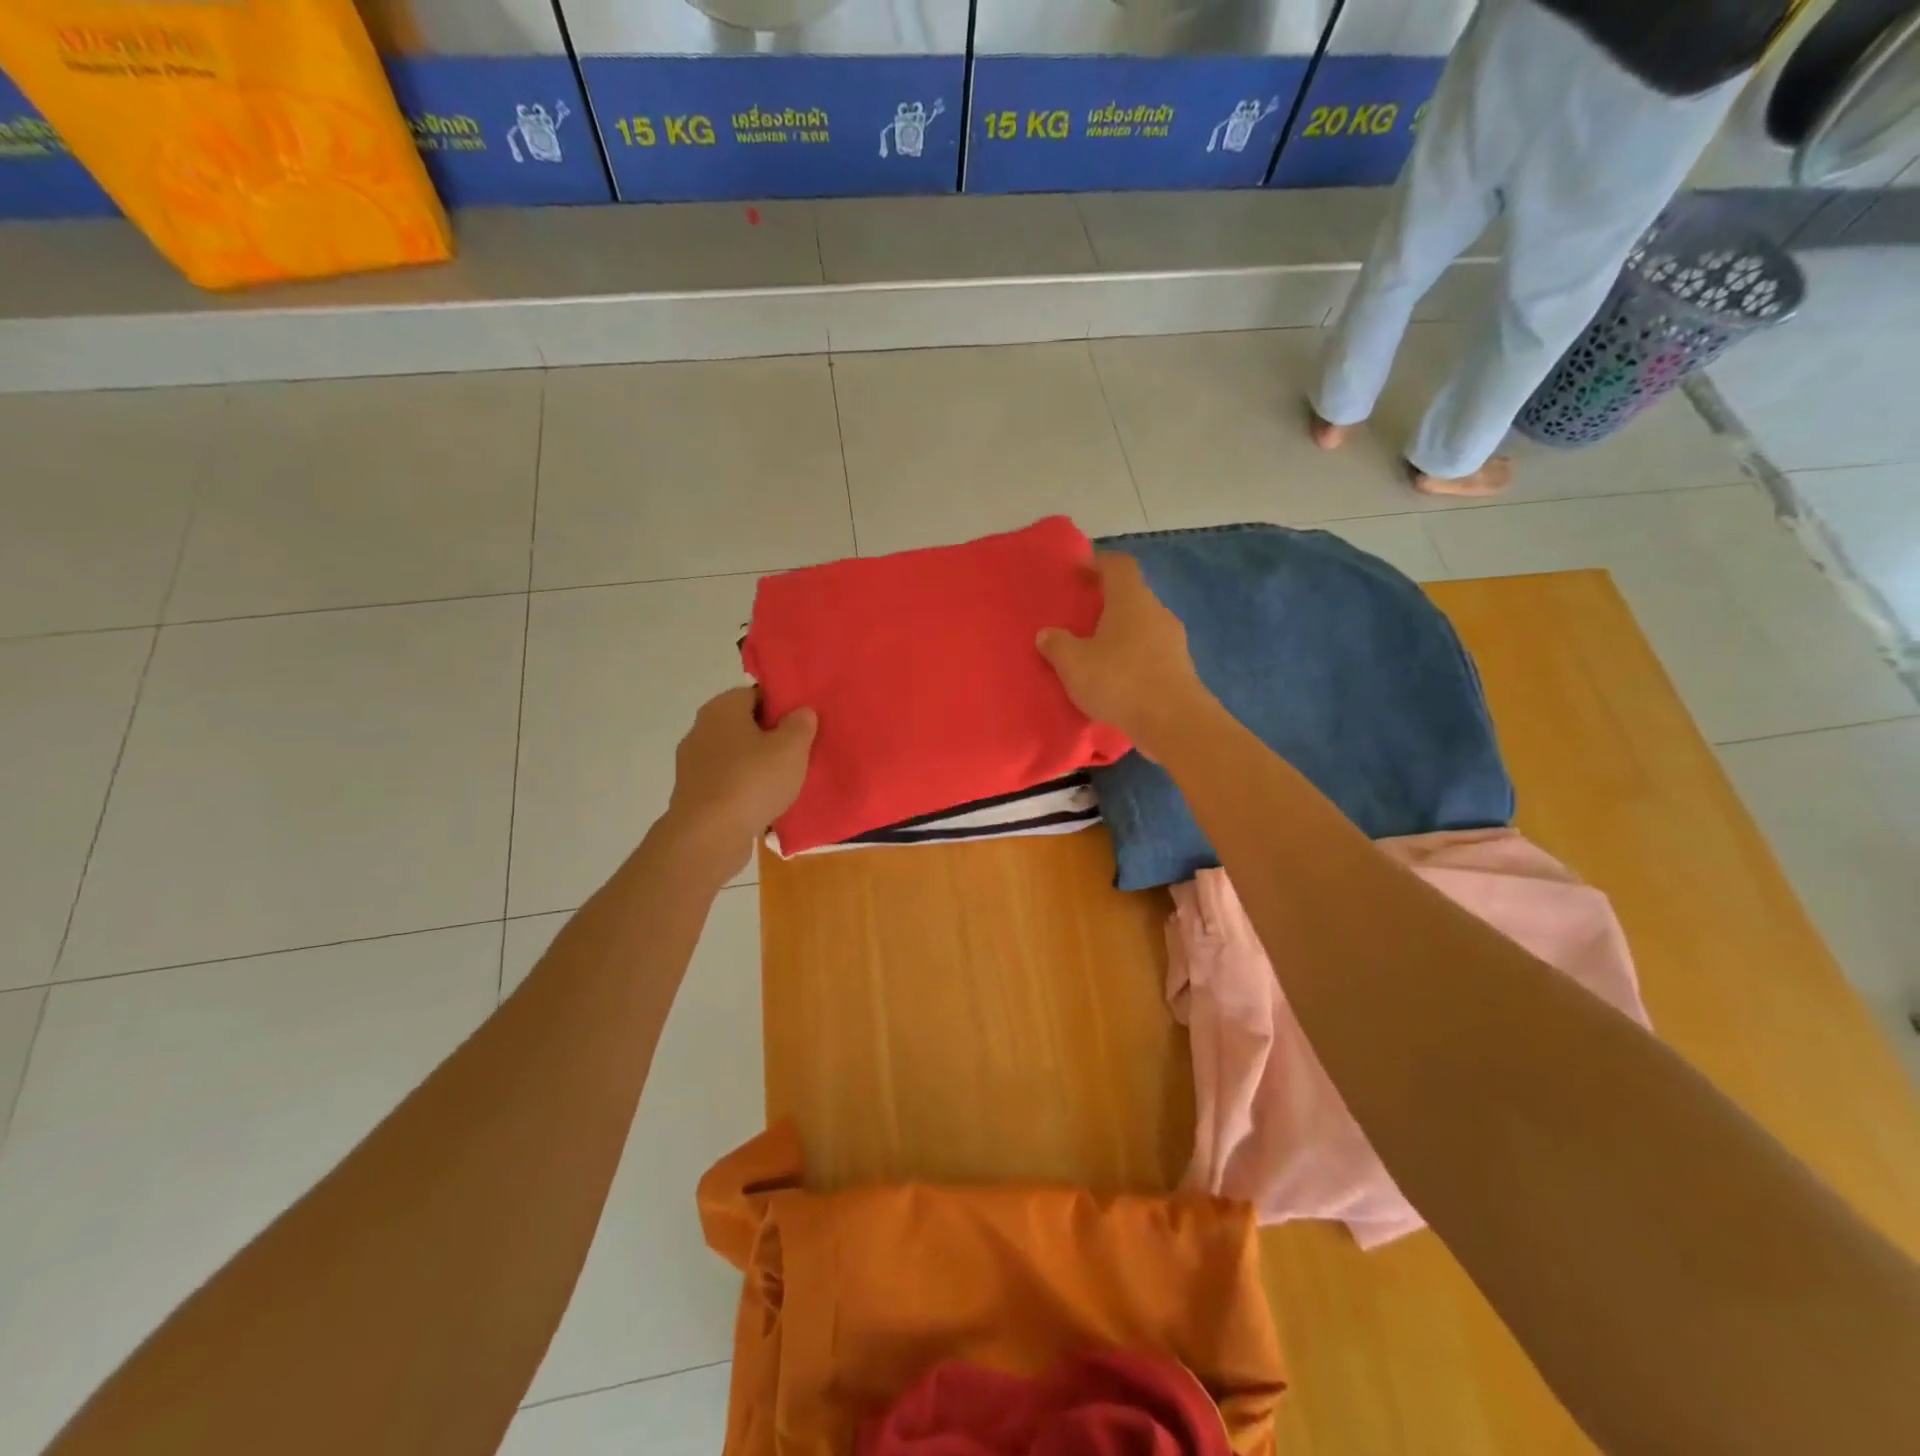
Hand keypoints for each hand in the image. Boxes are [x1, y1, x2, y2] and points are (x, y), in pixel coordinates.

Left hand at [665, 687, 816, 874]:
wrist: (708, 835)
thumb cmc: (752, 781)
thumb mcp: (791, 748)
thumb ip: (800, 724)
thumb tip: (801, 711)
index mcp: (722, 708)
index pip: (756, 694)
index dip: (782, 707)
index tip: (802, 725)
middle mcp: (701, 729)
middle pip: (744, 725)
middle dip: (770, 736)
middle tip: (799, 752)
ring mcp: (693, 763)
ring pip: (735, 755)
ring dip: (757, 765)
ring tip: (785, 781)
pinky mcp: (693, 793)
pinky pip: (726, 782)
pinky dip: (744, 788)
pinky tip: (763, 802)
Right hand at [1036, 553, 1208, 759]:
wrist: (1173, 722)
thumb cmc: (1119, 681)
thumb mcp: (1074, 664)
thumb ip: (1057, 645)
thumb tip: (1047, 634)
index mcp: (1131, 600)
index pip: (1119, 566)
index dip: (1099, 563)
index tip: (1079, 572)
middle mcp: (1157, 612)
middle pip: (1132, 596)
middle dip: (1108, 603)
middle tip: (1083, 617)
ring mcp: (1173, 641)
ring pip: (1143, 626)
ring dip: (1122, 634)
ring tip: (1097, 652)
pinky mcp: (1180, 669)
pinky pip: (1151, 653)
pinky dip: (1133, 658)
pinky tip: (1118, 679)